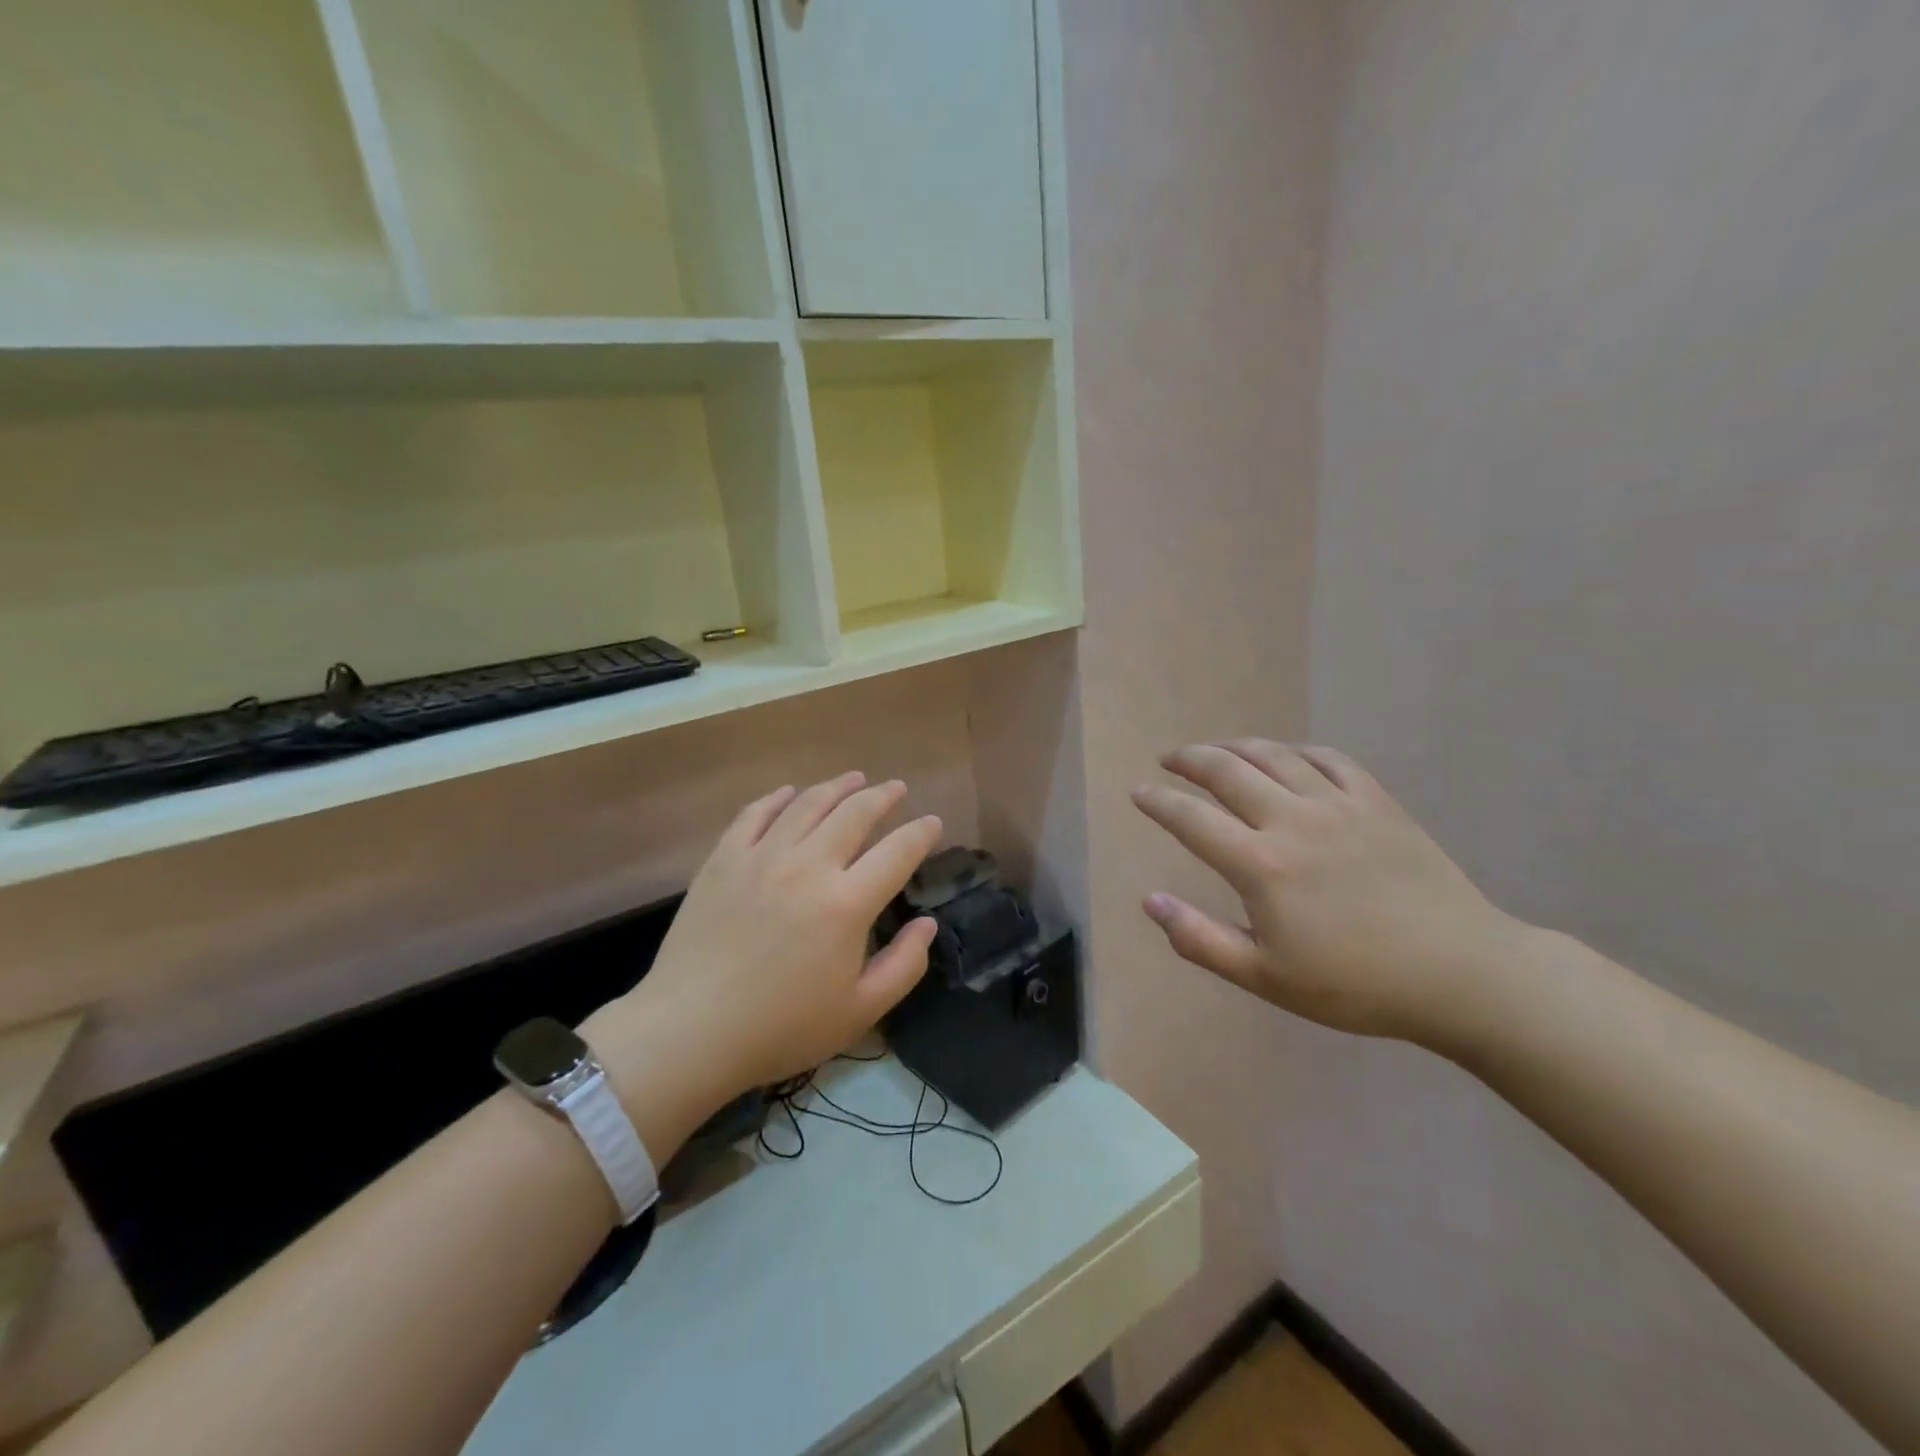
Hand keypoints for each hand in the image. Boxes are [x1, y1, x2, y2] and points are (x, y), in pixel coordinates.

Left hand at [580, 773, 940, 1152]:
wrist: (690, 1031)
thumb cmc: (781, 1028)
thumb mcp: (859, 1011)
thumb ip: (904, 965)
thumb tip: (927, 924)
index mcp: (847, 903)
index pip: (898, 852)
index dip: (921, 833)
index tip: (933, 823)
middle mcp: (808, 866)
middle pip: (854, 814)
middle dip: (883, 796)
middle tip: (897, 789)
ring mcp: (761, 857)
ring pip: (807, 804)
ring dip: (837, 787)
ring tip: (855, 778)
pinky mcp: (723, 860)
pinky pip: (754, 814)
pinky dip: (777, 798)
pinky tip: (789, 793)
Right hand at [1132, 740, 1524, 1043]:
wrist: (1460, 974)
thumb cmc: (1356, 984)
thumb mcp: (1265, 977)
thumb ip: (1199, 939)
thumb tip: (1150, 900)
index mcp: (1261, 865)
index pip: (1191, 819)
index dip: (1158, 802)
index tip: (1138, 793)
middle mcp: (1292, 820)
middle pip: (1226, 771)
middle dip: (1189, 760)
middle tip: (1168, 760)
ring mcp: (1338, 805)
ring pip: (1273, 756)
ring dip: (1234, 747)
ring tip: (1214, 751)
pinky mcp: (1376, 801)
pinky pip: (1326, 758)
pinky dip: (1294, 751)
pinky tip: (1284, 756)